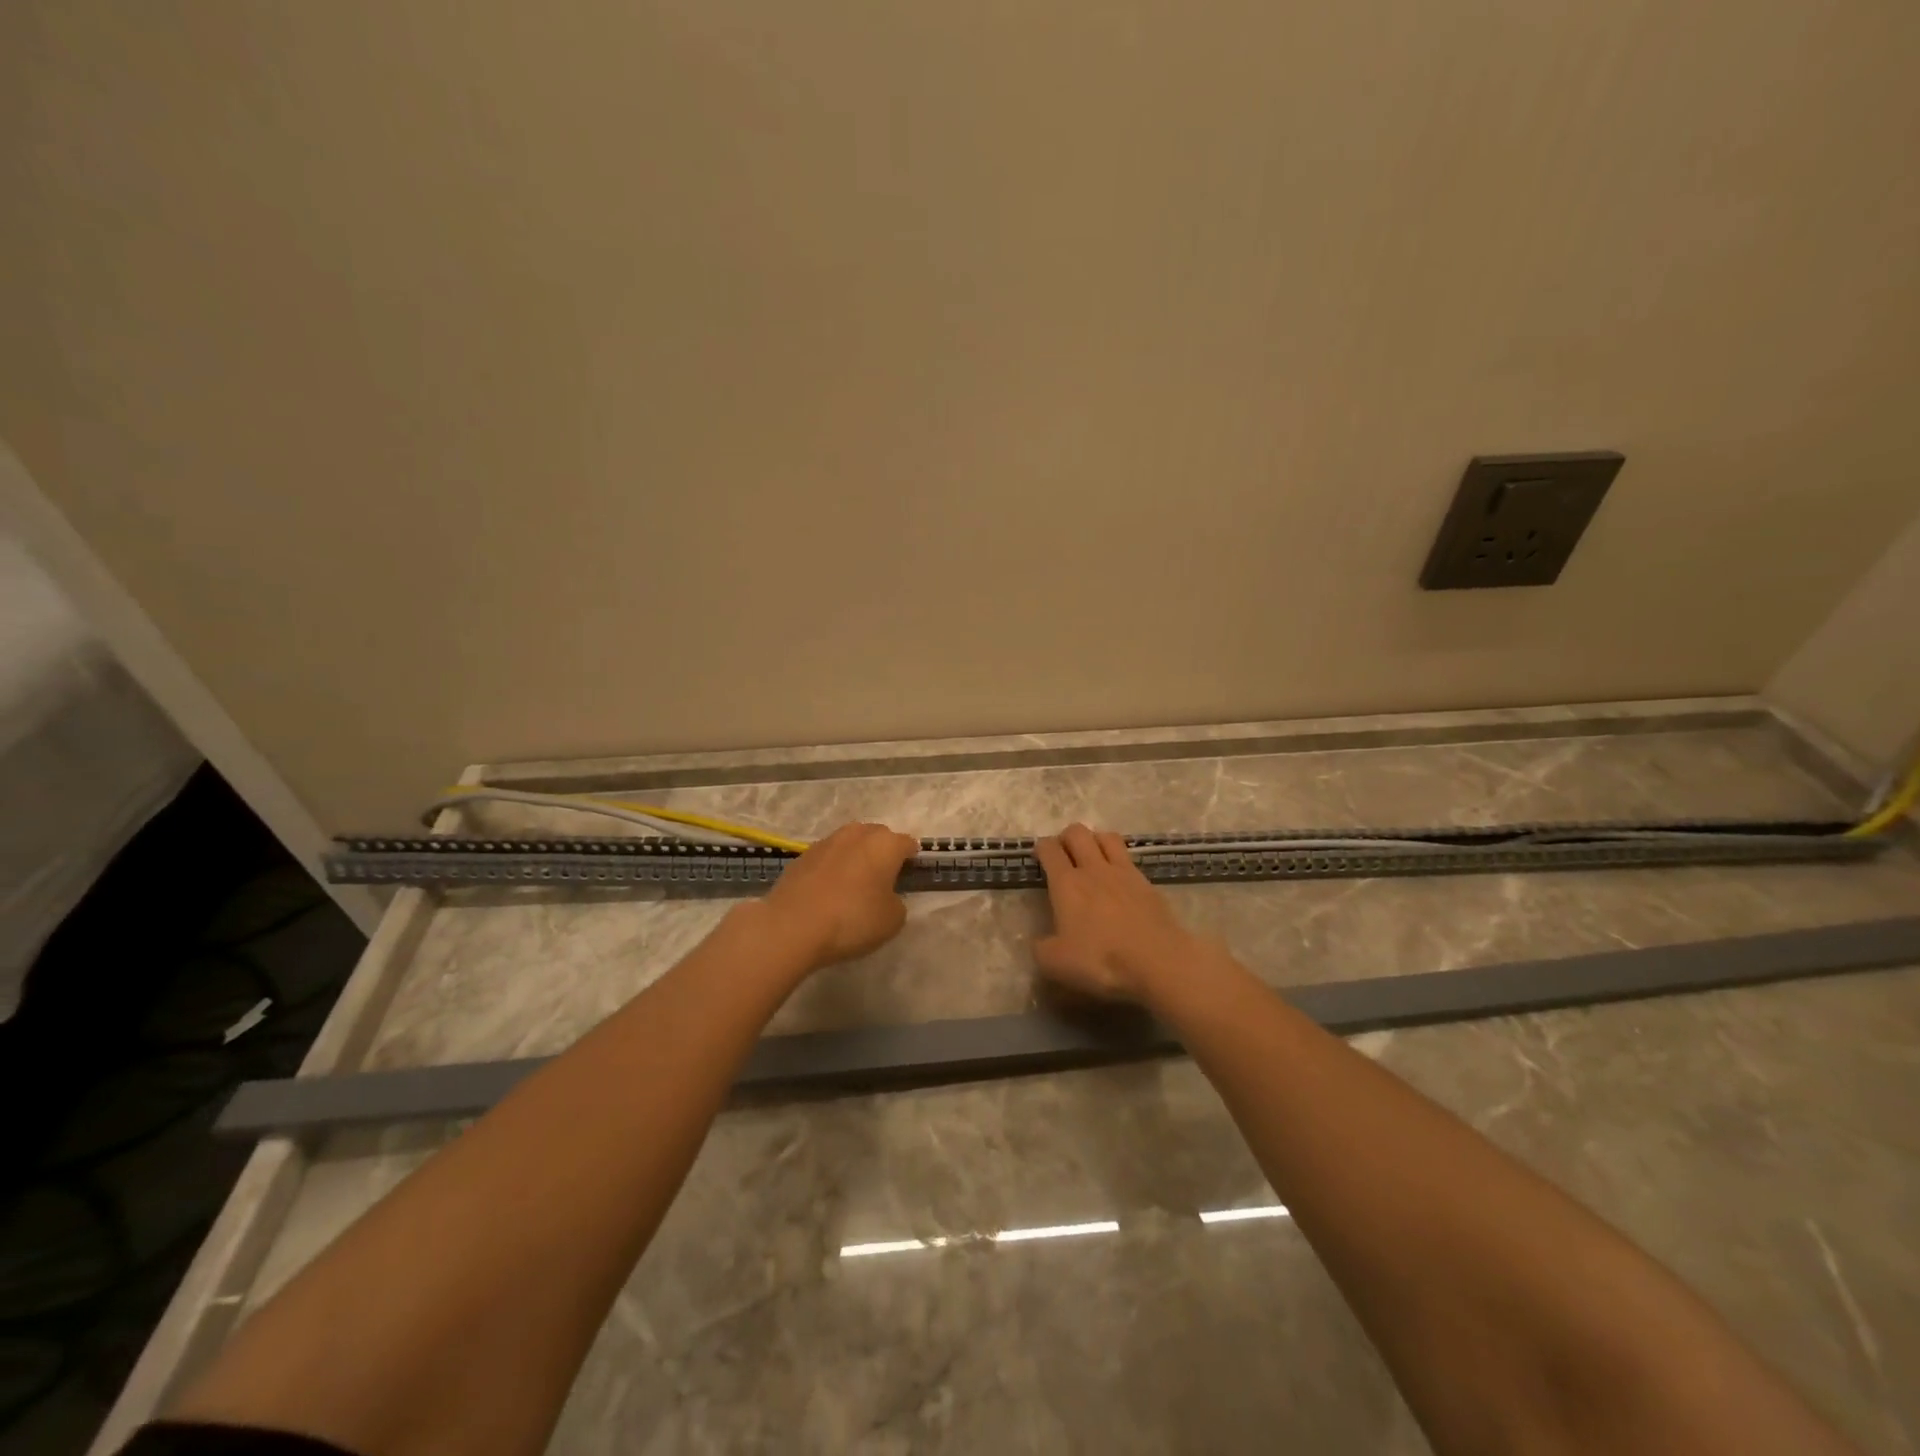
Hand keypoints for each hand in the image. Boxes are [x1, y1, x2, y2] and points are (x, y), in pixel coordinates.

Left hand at [761, 822, 917, 968]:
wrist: (792, 926)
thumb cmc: (852, 919)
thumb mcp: (892, 920)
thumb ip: (897, 902)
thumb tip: (887, 896)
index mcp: (885, 844)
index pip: (907, 843)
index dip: (912, 858)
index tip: (910, 874)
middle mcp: (857, 834)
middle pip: (878, 836)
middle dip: (883, 852)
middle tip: (883, 878)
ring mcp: (826, 842)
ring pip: (850, 842)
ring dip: (856, 856)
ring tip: (855, 882)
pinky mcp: (802, 856)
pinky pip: (827, 857)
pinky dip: (833, 867)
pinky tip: (829, 889)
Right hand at [1033, 824, 1203, 1001]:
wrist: (1159, 961)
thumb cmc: (1102, 960)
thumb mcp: (1056, 963)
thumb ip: (1041, 948)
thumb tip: (1040, 942)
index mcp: (1067, 883)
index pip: (1049, 849)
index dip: (1041, 848)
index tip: (1039, 858)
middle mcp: (1094, 869)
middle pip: (1078, 832)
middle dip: (1066, 837)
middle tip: (1064, 855)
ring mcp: (1125, 873)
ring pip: (1107, 837)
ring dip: (1095, 841)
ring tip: (1092, 858)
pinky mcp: (1148, 884)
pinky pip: (1130, 860)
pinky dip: (1120, 862)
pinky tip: (1119, 880)